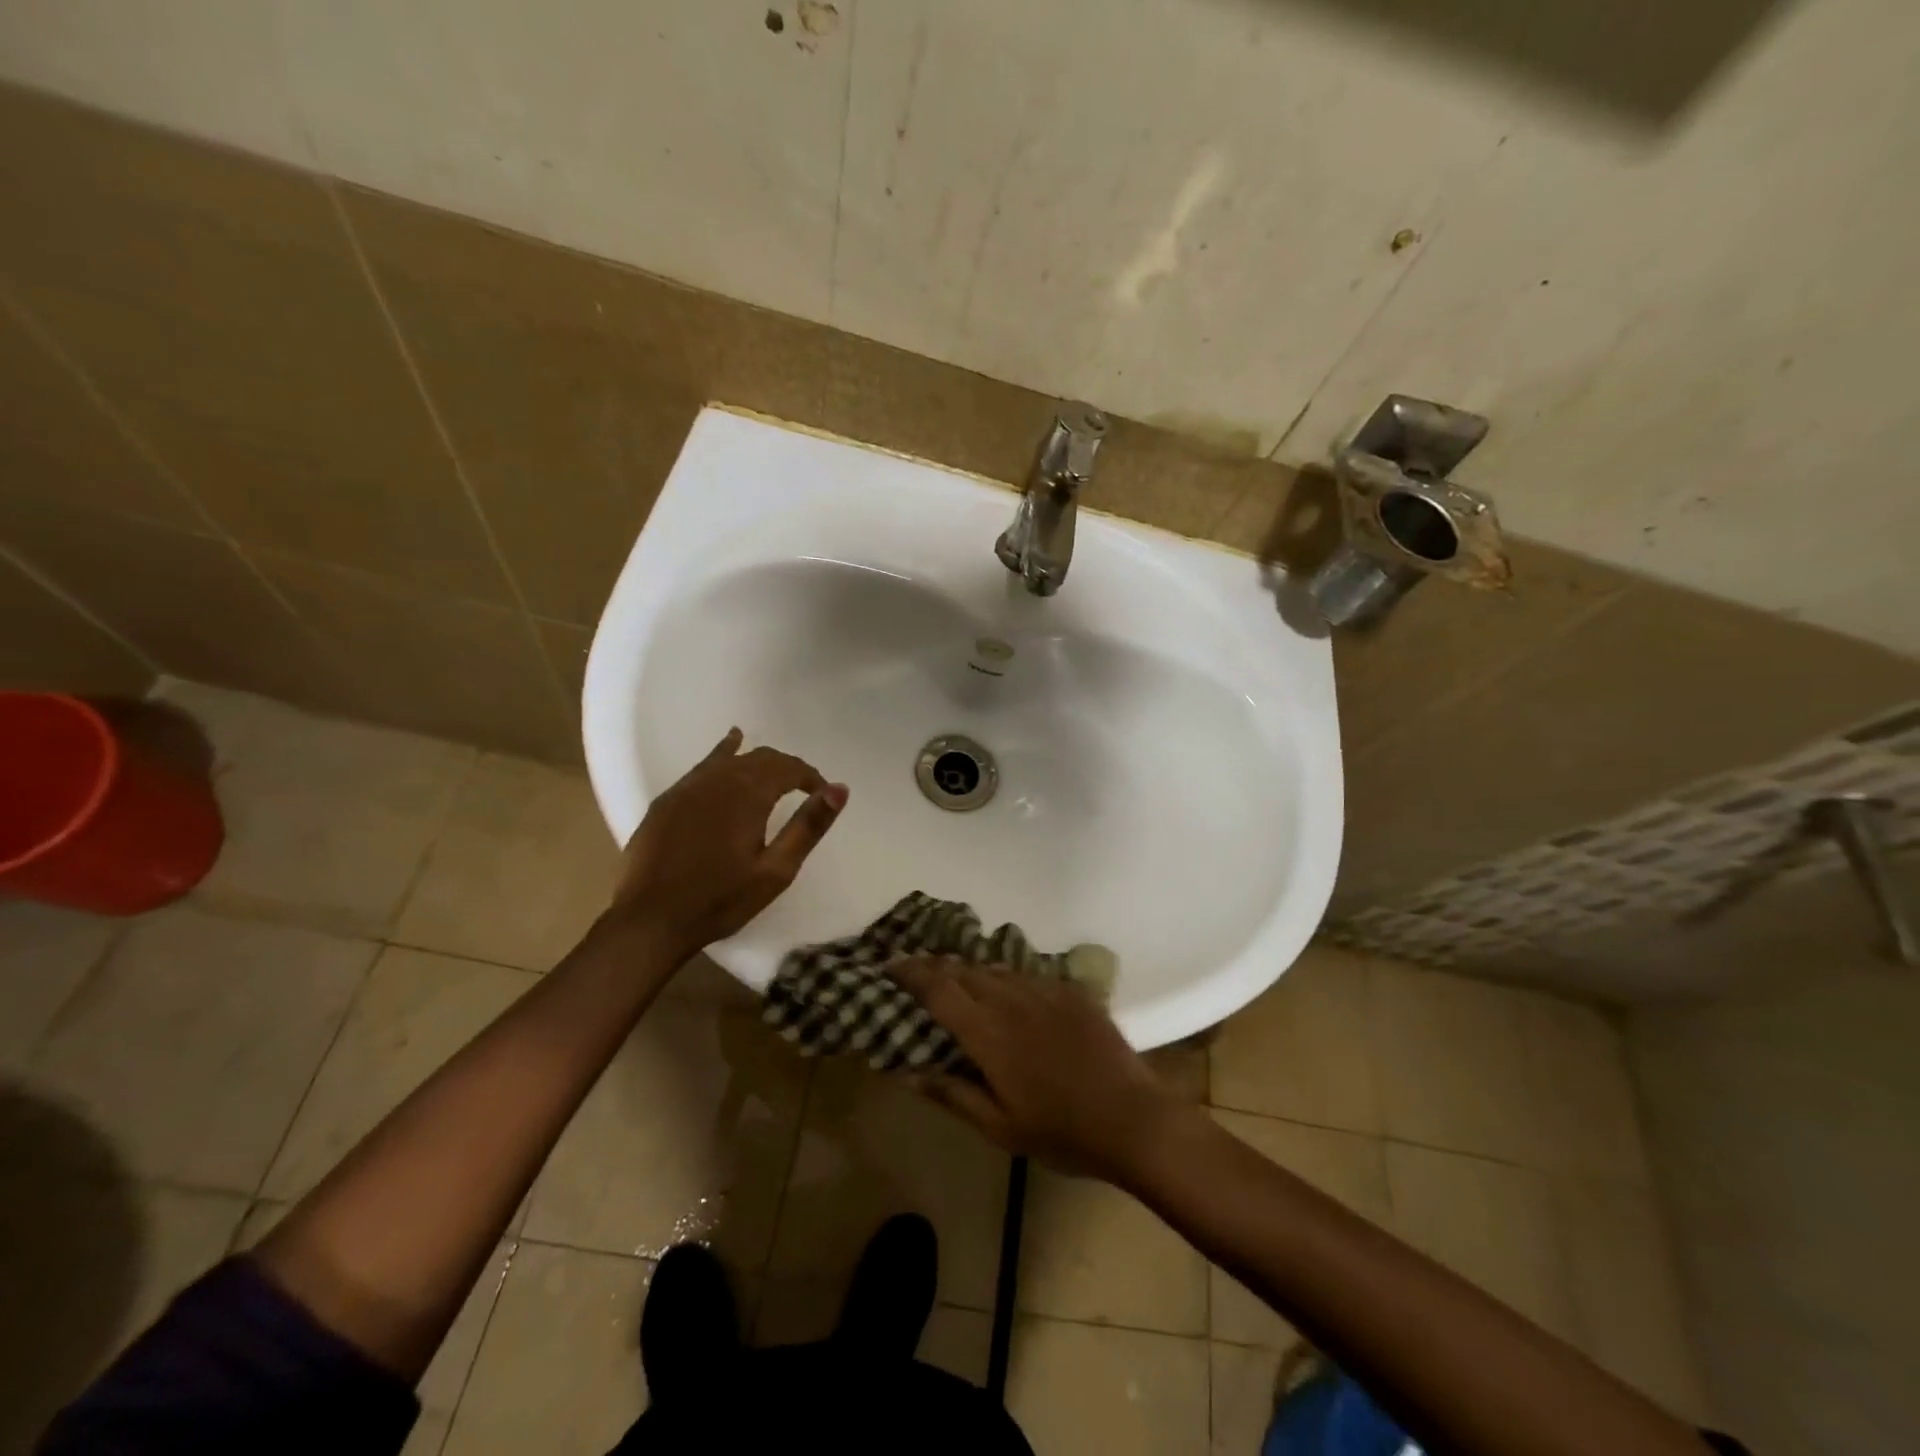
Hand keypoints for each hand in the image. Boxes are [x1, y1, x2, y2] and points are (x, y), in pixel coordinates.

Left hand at [611, 728, 846, 959]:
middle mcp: (718, 780)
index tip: (822, 794)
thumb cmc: (720, 900)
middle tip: (803, 789)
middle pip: (761, 759)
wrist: (649, 920)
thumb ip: (808, 827)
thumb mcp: (775, 871)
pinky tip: (730, 745)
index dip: (810, 777)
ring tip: (774, 771)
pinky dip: (723, 753)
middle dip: (787, 769)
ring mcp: (688, 787)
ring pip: (731, 759)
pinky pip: (704, 765)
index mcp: (748, 795)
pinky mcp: (668, 799)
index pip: (788, 768)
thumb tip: (839, 789)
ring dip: (757, 762)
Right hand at [890, 958, 1195, 1184]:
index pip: (939, 990)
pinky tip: (1007, 990)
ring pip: (997, 969)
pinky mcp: (1072, 992)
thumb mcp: (1001, 1128)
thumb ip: (953, 1094)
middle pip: (965, 971)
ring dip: (971, 971)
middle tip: (918, 971)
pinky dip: (1007, 978)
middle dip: (937, 967)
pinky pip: (1029, 975)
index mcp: (989, 1033)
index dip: (911, 974)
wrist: (1133, 1120)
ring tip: (956, 977)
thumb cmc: (1062, 1132)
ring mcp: (1046, 991)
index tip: (891, 966)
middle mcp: (1013, 1000)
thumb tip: (909, 1072)